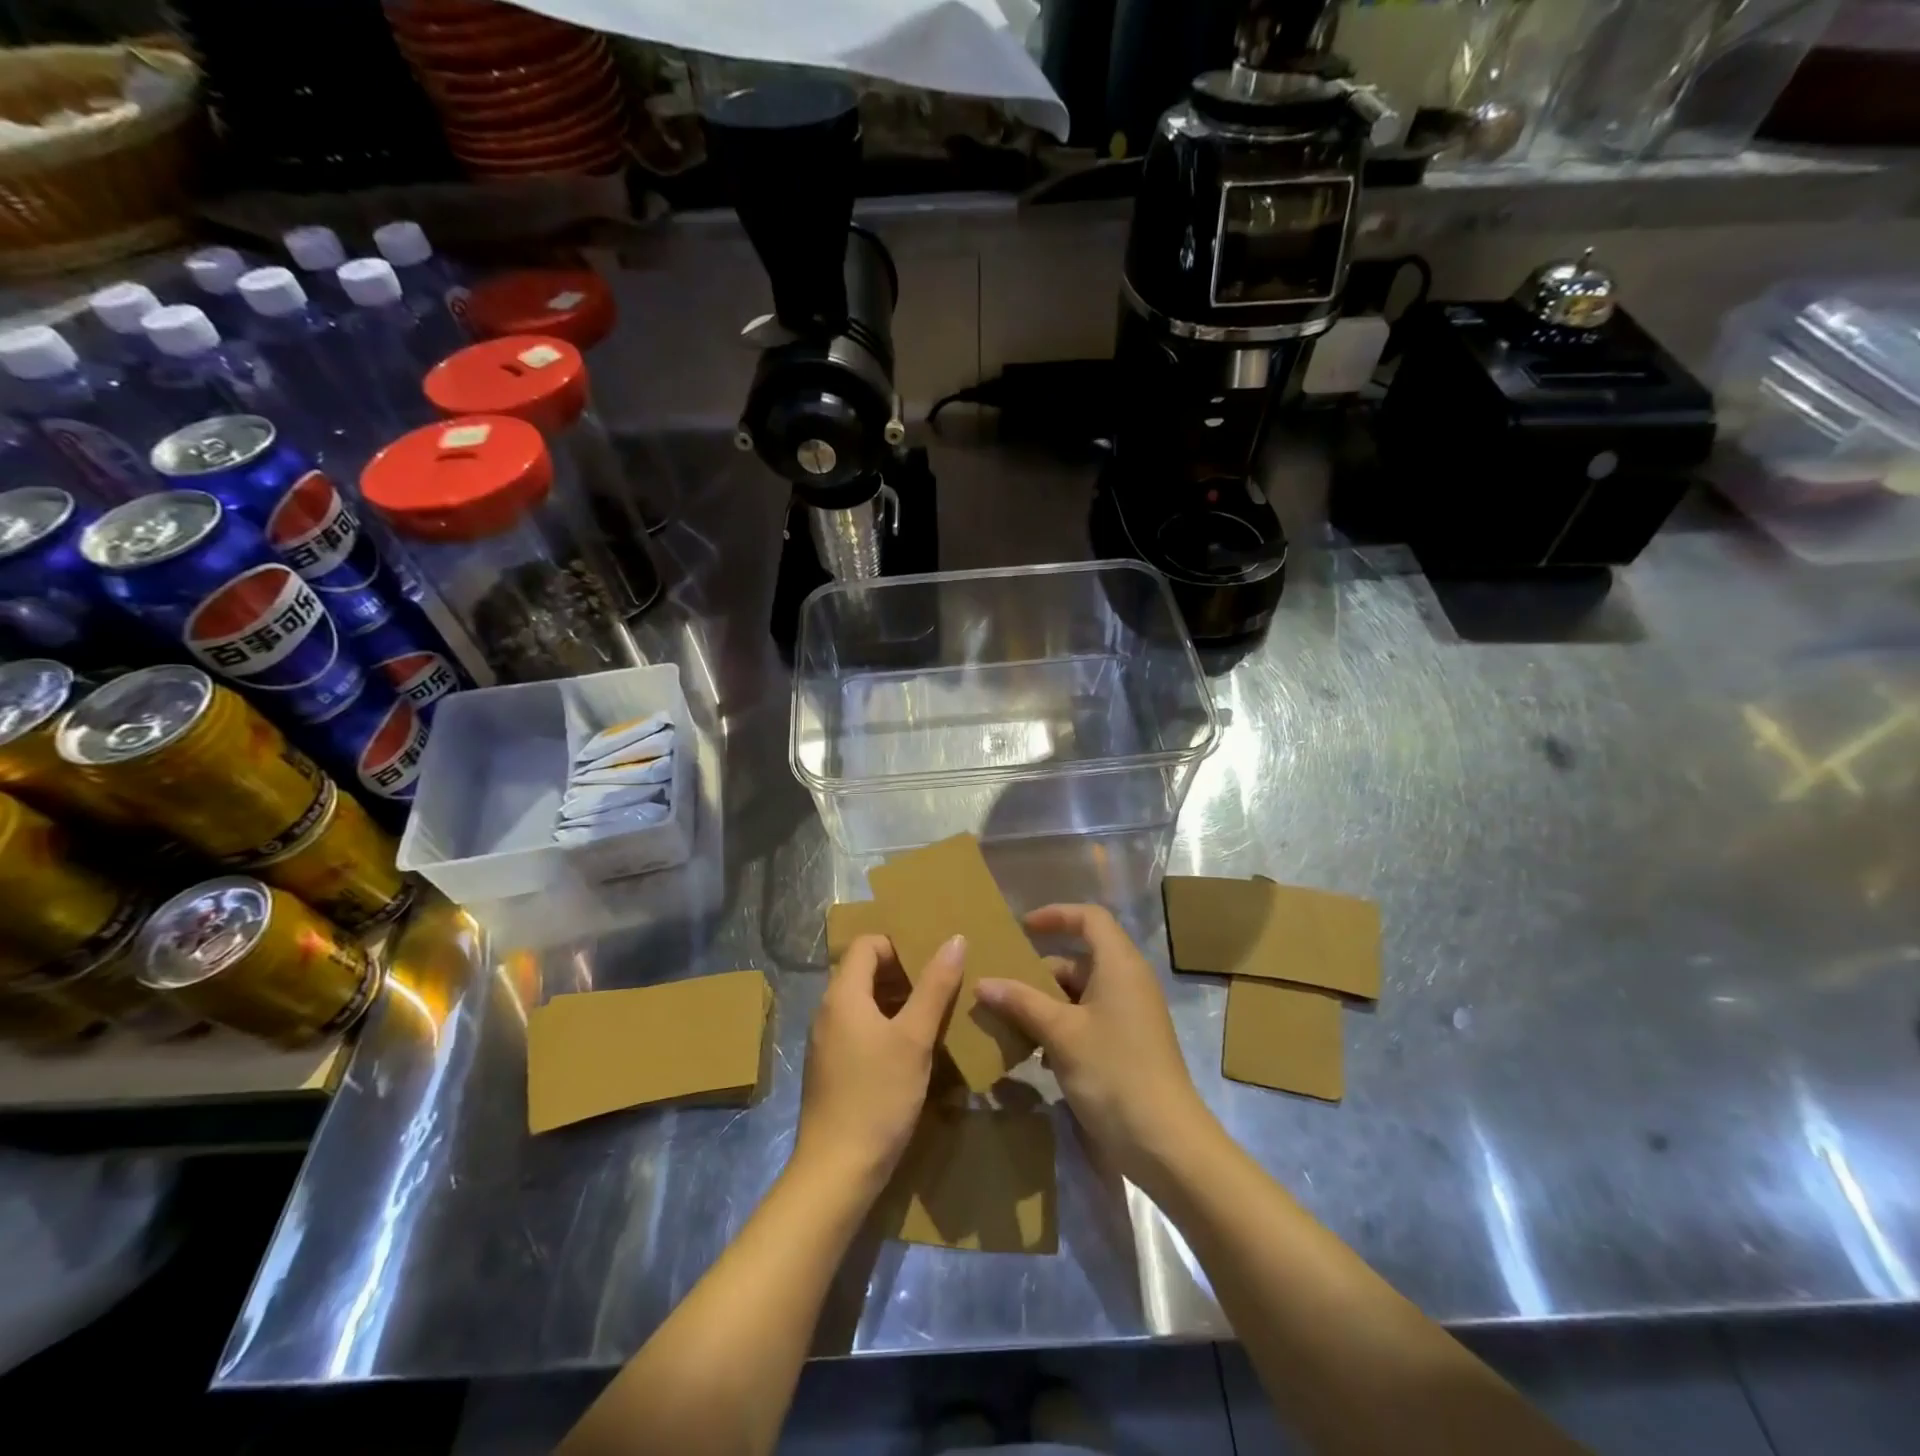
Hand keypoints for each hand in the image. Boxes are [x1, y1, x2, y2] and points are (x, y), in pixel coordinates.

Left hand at [791, 932, 964, 1194]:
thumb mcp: (914, 1038)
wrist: (837, 1171)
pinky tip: (913, 1050)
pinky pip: (860, 1029)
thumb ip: (935, 987)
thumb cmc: (878, 1096)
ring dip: (898, 1002)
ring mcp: (827, 1041)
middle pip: (864, 971)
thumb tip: (954, 939)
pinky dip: (886, 1027)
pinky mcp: (832, 1068)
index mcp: (842, 995)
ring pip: (864, 1002)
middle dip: (903, 973)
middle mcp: (828, 1011)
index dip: (899, 945)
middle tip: (941, 987)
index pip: (867, 944)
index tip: (932, 963)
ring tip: (934, 1016)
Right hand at [976, 904, 1216, 1188]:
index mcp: (1119, 965)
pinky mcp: (1126, 1047)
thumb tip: (983, 982)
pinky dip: (1059, 1028)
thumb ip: (1021, 1002)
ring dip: (1044, 1004)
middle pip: (1079, 959)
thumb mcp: (1061, 1033)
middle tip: (1000, 985)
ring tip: (1006, 1019)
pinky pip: (1086, 1021)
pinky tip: (1032, 1052)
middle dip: (1039, 970)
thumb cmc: (1113, 1071)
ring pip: (1079, 994)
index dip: (1056, 915)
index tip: (1022, 929)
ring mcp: (1128, 1017)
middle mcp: (1127, 983)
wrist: (1164, 1143)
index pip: (1090, 919)